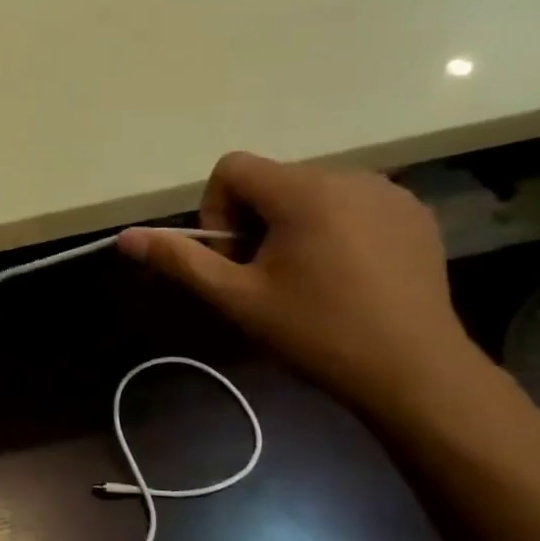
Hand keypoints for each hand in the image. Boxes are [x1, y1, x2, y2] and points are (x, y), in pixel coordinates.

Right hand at [118, 153, 483, 422]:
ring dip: (292, 225)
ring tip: (305, 279)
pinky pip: (352, 204)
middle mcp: (349, 176)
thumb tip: (125, 238)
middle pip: (271, 181)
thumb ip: (180, 260)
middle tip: (264, 278)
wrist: (414, 372)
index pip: (232, 168)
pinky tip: (345, 276)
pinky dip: (333, 229)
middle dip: (254, 222)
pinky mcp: (414, 214)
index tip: (233, 258)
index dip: (215, 210)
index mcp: (303, 191)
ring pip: (311, 192)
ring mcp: (389, 193)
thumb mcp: (236, 298)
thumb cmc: (316, 332)